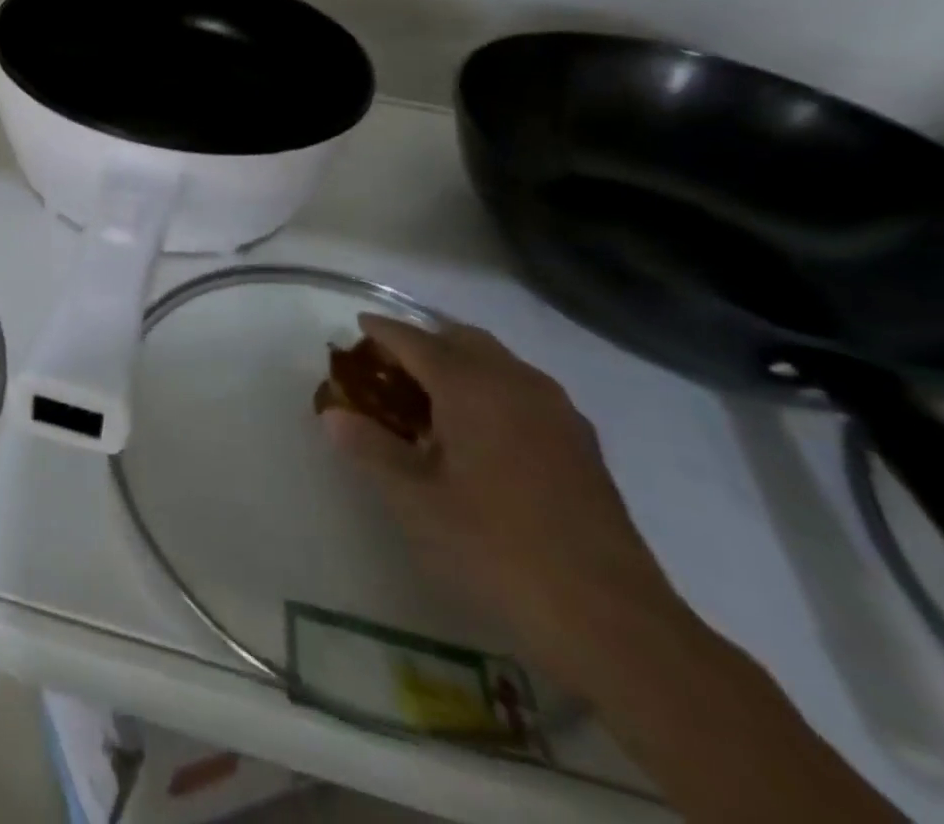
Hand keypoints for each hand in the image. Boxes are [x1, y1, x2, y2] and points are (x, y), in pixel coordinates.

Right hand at [327, 314, 686, 692]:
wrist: (611, 619)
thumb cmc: (496, 548)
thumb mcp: (415, 500)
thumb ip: (370, 448)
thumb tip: (333, 415)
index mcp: (472, 386)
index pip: (415, 340)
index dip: (382, 331)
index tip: (356, 324)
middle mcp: (516, 382)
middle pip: (461, 339)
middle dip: (423, 342)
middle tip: (389, 366)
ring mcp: (556, 411)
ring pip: (498, 362)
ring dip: (460, 364)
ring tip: (429, 397)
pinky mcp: (581, 443)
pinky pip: (523, 391)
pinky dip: (491, 389)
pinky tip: (479, 431)